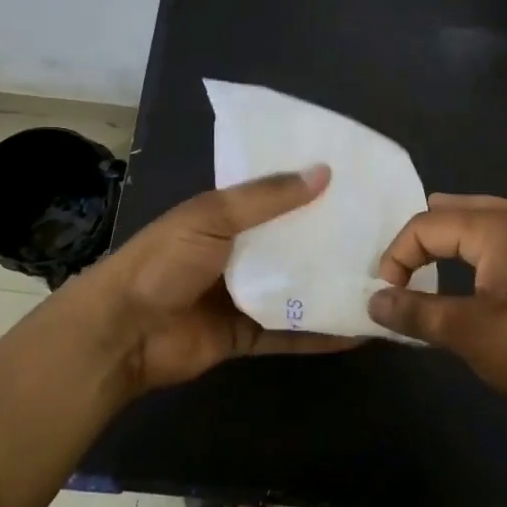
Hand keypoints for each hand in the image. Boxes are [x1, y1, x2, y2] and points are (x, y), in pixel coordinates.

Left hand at [77, 164, 357, 395]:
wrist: (123, 331)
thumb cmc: (166, 262)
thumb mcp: (214, 216)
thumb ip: (268, 198)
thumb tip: (324, 171)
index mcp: (226, 217)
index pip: (276, 197)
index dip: (310, 190)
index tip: (356, 183)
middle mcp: (238, 253)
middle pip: (292, 245)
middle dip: (329, 240)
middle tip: (382, 234)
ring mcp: (243, 296)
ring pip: (295, 290)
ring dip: (330, 287)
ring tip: (380, 282)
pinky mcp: (245, 336)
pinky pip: (289, 334)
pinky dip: (319, 335)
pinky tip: (357, 333)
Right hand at [368, 194, 506, 433]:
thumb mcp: (469, 333)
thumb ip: (417, 313)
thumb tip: (374, 301)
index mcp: (495, 229)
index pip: (426, 224)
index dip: (397, 255)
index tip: (388, 296)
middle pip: (457, 209)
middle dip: (423, 235)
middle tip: (403, 268)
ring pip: (484, 219)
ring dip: (452, 238)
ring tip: (432, 262)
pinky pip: (504, 238)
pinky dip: (478, 248)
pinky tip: (478, 278)